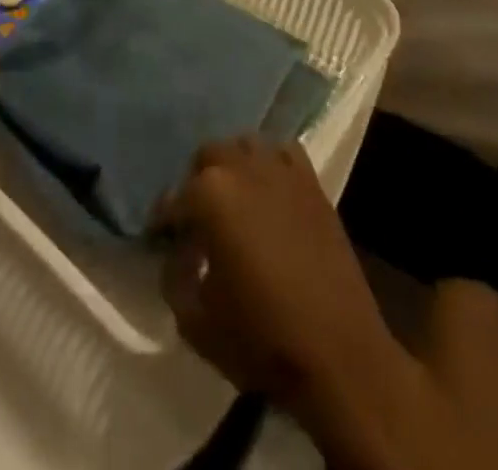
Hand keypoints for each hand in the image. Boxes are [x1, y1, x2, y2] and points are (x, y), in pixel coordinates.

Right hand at [152, 138, 401, 407]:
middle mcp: (242, 167)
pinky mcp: (311, 180)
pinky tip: (268, 193)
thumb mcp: (195, 321)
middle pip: (207, 158)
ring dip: (232, 167)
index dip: (162, 222)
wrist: (337, 350)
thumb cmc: (261, 338)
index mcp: (209, 194)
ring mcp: (281, 168)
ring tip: (232, 201)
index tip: (160, 240)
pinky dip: (269, 165)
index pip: (172, 199)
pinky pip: (282, 153)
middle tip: (196, 221)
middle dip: (196, 184)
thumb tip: (178, 254)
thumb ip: (174, 277)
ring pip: (244, 146)